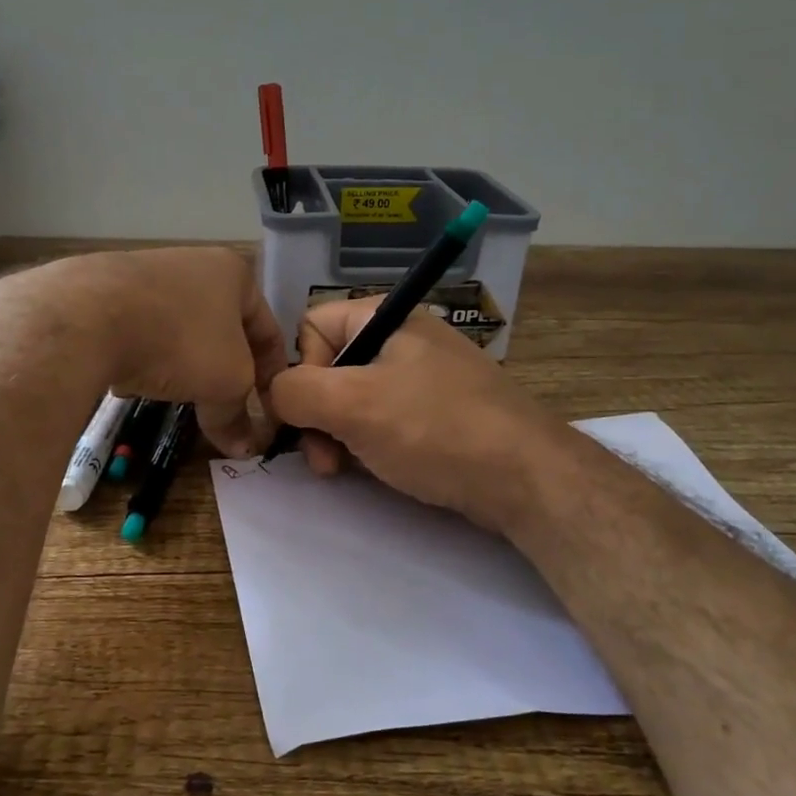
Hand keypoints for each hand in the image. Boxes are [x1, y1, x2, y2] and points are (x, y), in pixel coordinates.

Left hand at [0, 248, 287, 455]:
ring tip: (177, 397)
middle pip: (222, 330)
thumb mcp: (224, 383)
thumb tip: (244, 448)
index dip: (274, 373)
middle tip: (226, 406)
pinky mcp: (105, 291)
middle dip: (224, 370)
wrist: (88, 316)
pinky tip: (132, 382)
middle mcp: (193, 264)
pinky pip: (139, 332)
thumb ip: (236, 415)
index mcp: (233, 273)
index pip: (268, 329)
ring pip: (179, 331)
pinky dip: (143, 357)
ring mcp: (145, 274)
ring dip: (183, 365)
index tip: (269, 408)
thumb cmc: (179, 340)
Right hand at [266, 299, 556, 533]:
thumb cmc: (433, 429)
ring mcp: (422, 378)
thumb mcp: (353, 405)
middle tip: (322, 458)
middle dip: (316, 414)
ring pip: (354, 399)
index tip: (306, 414)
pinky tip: (371, 469)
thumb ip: (295, 391)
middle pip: (330, 367)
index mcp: (386, 318)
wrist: (525, 478)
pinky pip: (383, 419)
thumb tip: (270, 392)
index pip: (312, 327)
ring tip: (340, 470)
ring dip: (336, 435)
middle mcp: (402, 339)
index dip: (300, 371)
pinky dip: (367, 443)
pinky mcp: (436, 414)